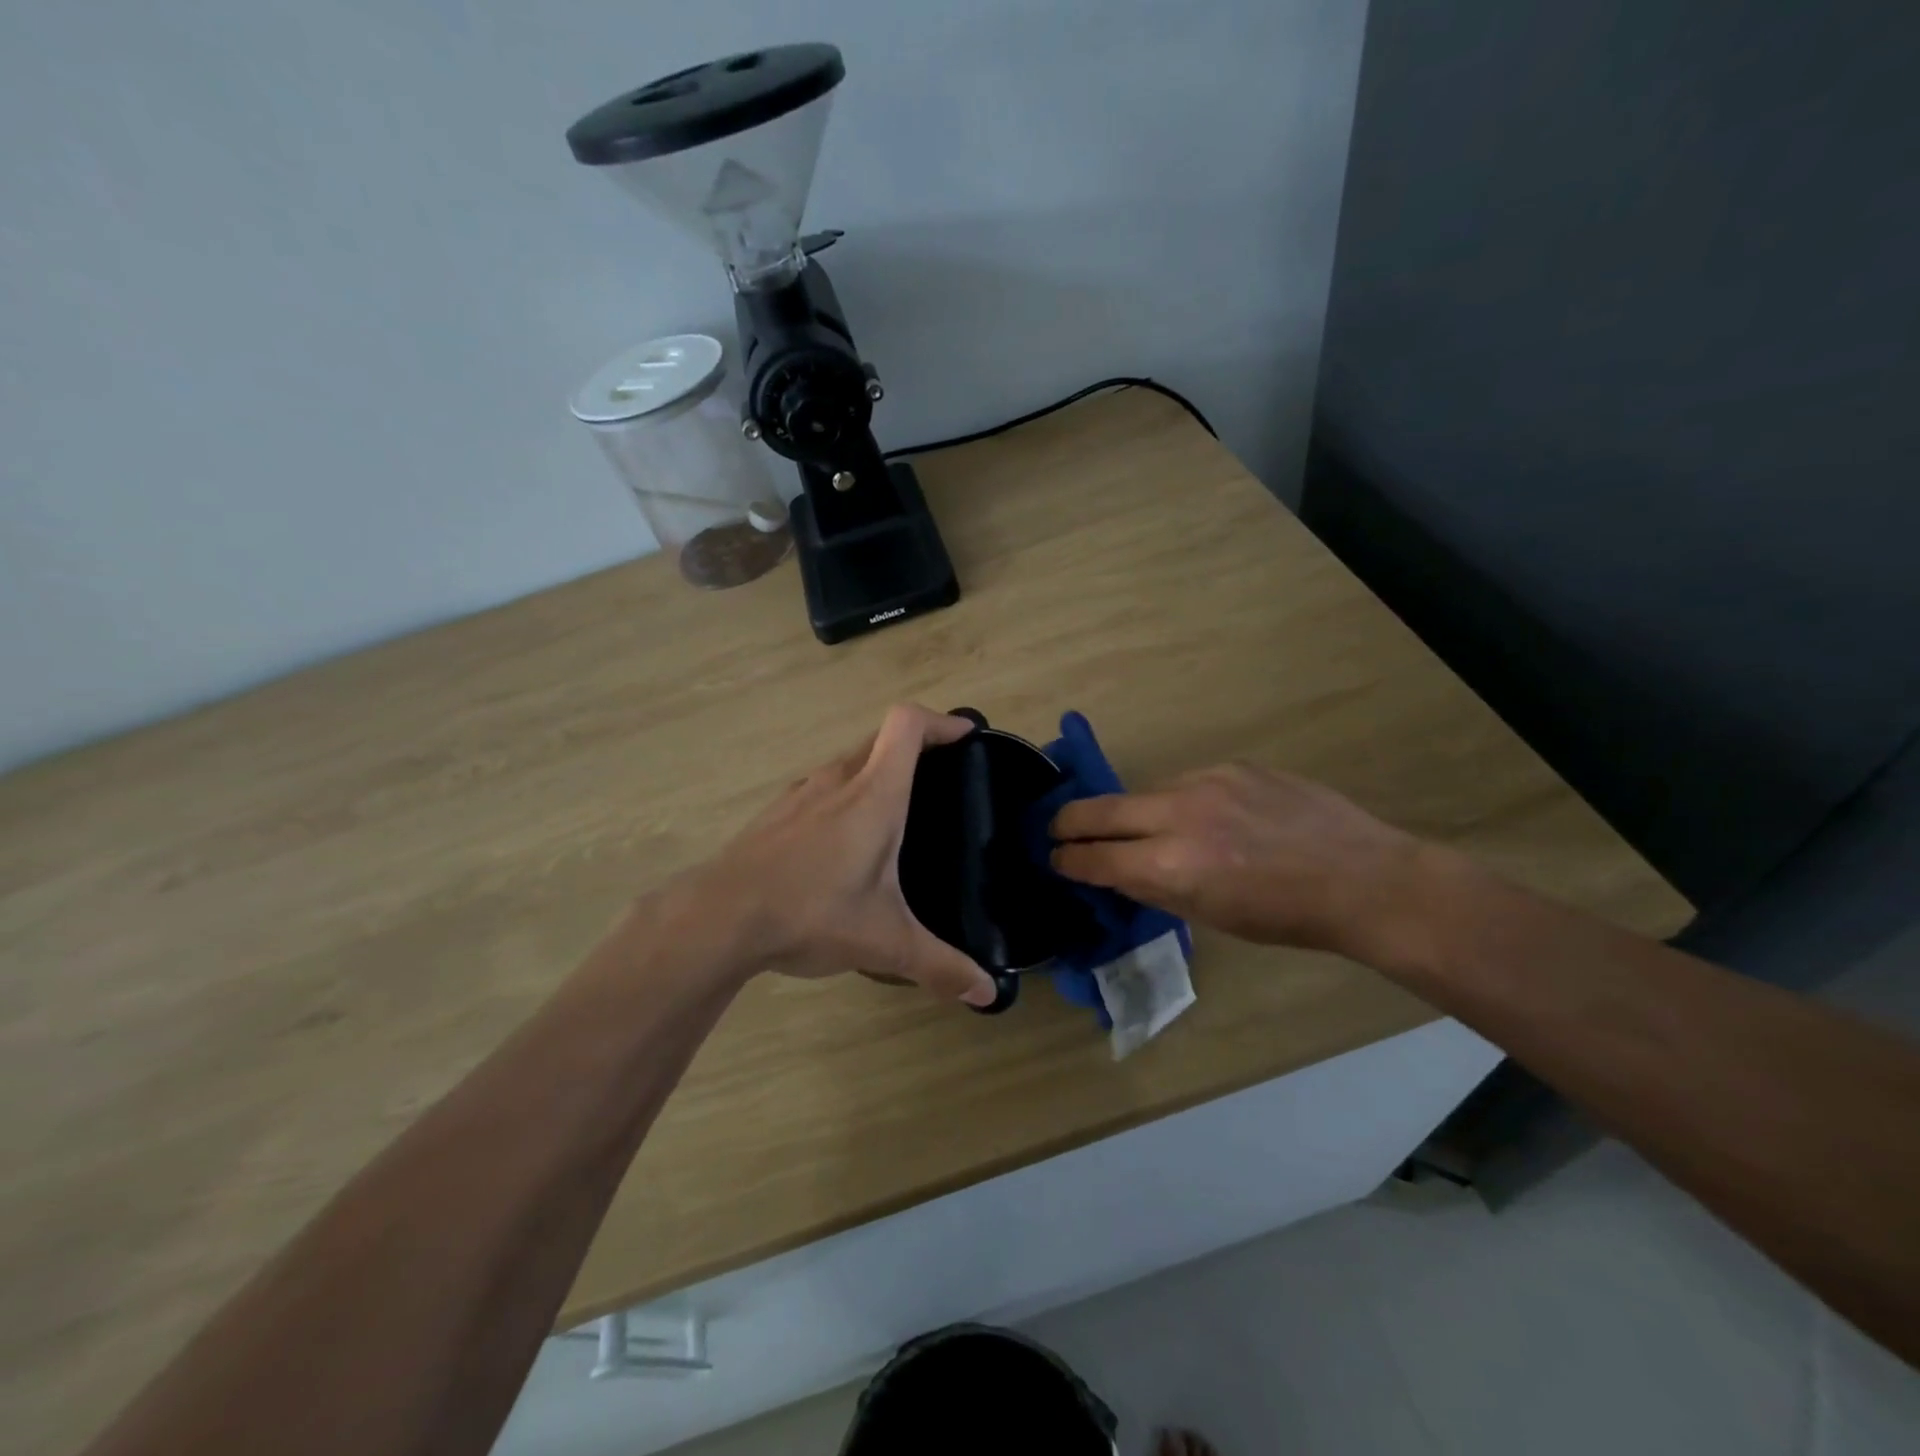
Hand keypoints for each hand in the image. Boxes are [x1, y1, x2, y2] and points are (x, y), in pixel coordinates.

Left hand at [670, 704, 998, 1006]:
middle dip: (916, 746)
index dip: (940, 720)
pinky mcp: (776, 813)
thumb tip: (988, 993)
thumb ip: (940, 965)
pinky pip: (821, 787)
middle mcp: (837, 780)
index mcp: (873, 794)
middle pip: (881, 737)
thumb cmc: (810, 913)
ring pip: (848, 762)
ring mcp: (801, 794)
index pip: (906, 724)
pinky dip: (844, 794)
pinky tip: (843, 842)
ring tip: (897, 811)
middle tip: (942, 778)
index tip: (965, 736)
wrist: (718, 917)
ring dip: (877, 770)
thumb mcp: (884, 943)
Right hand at [1049, 762, 1433, 964]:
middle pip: (1098, 809)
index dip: (1067, 859)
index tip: (1053, 858)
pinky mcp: (1232, 765)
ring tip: (1155, 830)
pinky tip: (1210, 817)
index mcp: (1170, 866)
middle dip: (1068, 821)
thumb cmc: (1284, 916)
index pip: (1094, 856)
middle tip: (1056, 828)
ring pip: (1145, 792)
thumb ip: (1154, 887)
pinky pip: (1187, 781)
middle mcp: (1178, 815)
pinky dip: (1182, 801)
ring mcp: (1205, 781)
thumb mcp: (1209, 915)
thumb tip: (1117, 869)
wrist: (1362, 878)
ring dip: (1136, 813)